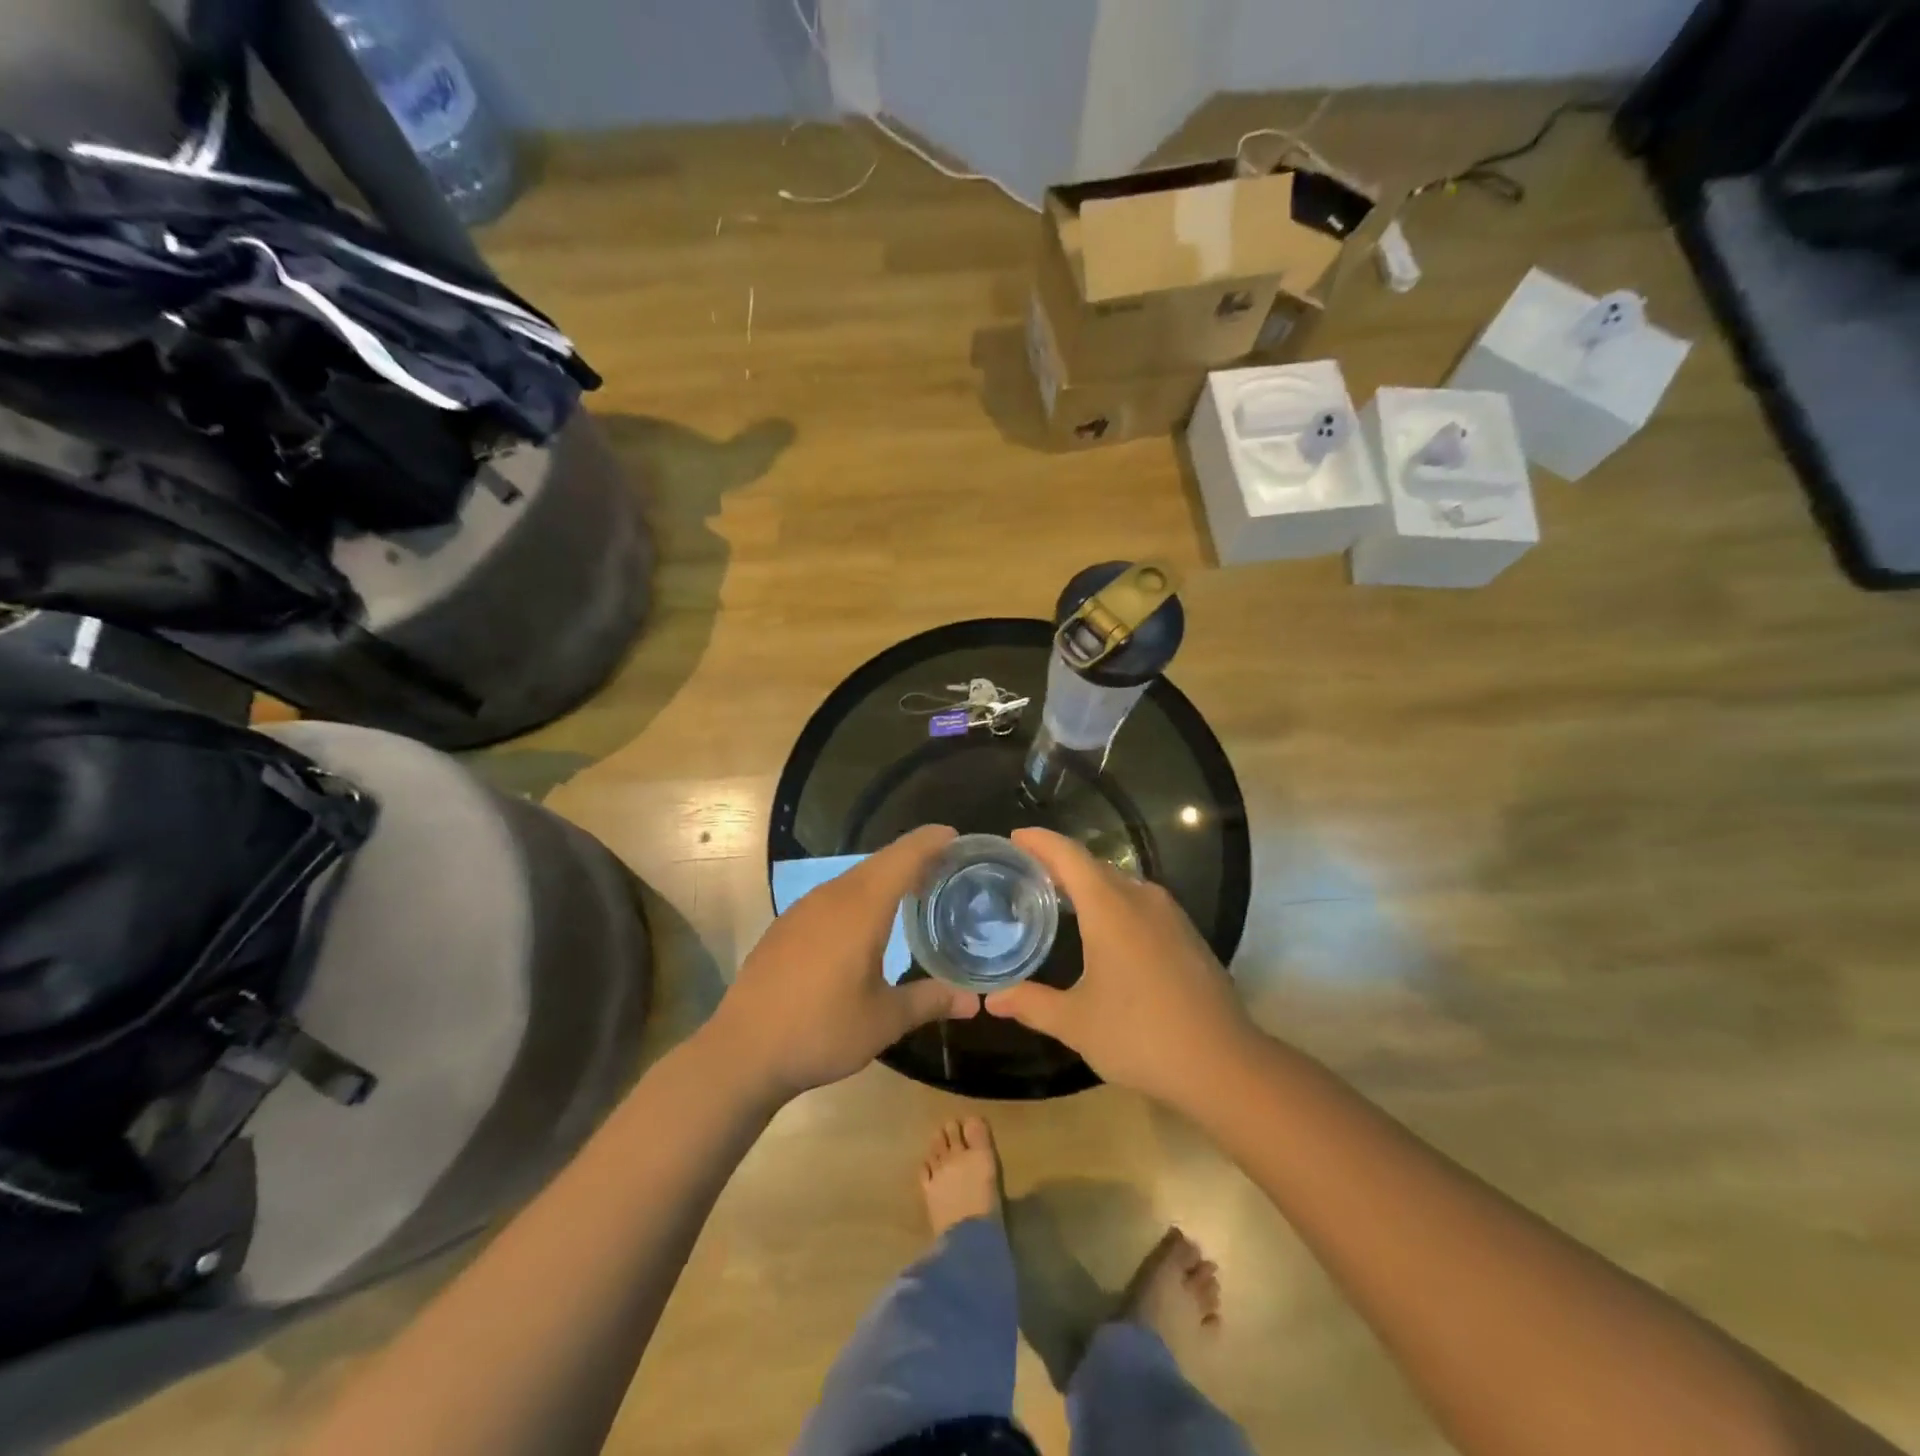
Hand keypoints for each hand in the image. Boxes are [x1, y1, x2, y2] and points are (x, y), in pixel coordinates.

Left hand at [707, 825, 978, 1101]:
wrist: (742, 1053)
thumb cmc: (821, 1031)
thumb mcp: (884, 1020)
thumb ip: (930, 1002)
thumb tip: (974, 1002)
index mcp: (861, 908)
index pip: (902, 858)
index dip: (930, 842)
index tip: (955, 836)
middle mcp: (832, 897)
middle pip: (879, 863)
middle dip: (912, 858)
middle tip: (945, 867)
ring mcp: (803, 909)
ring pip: (853, 879)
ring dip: (884, 878)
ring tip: (912, 891)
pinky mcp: (786, 926)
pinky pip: (832, 896)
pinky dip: (858, 896)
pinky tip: (863, 922)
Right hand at [984, 827, 1258, 1107]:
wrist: (1224, 1065)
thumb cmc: (1141, 1035)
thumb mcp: (1077, 1023)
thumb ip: (1031, 1004)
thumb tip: (992, 999)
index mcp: (1111, 908)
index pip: (1069, 855)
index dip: (1040, 841)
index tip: (1015, 836)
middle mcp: (1141, 899)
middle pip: (1094, 865)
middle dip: (1059, 862)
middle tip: (1025, 871)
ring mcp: (1170, 915)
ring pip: (1120, 882)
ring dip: (1088, 883)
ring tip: (1057, 896)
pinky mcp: (1186, 934)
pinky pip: (1139, 901)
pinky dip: (1112, 901)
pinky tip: (1101, 928)